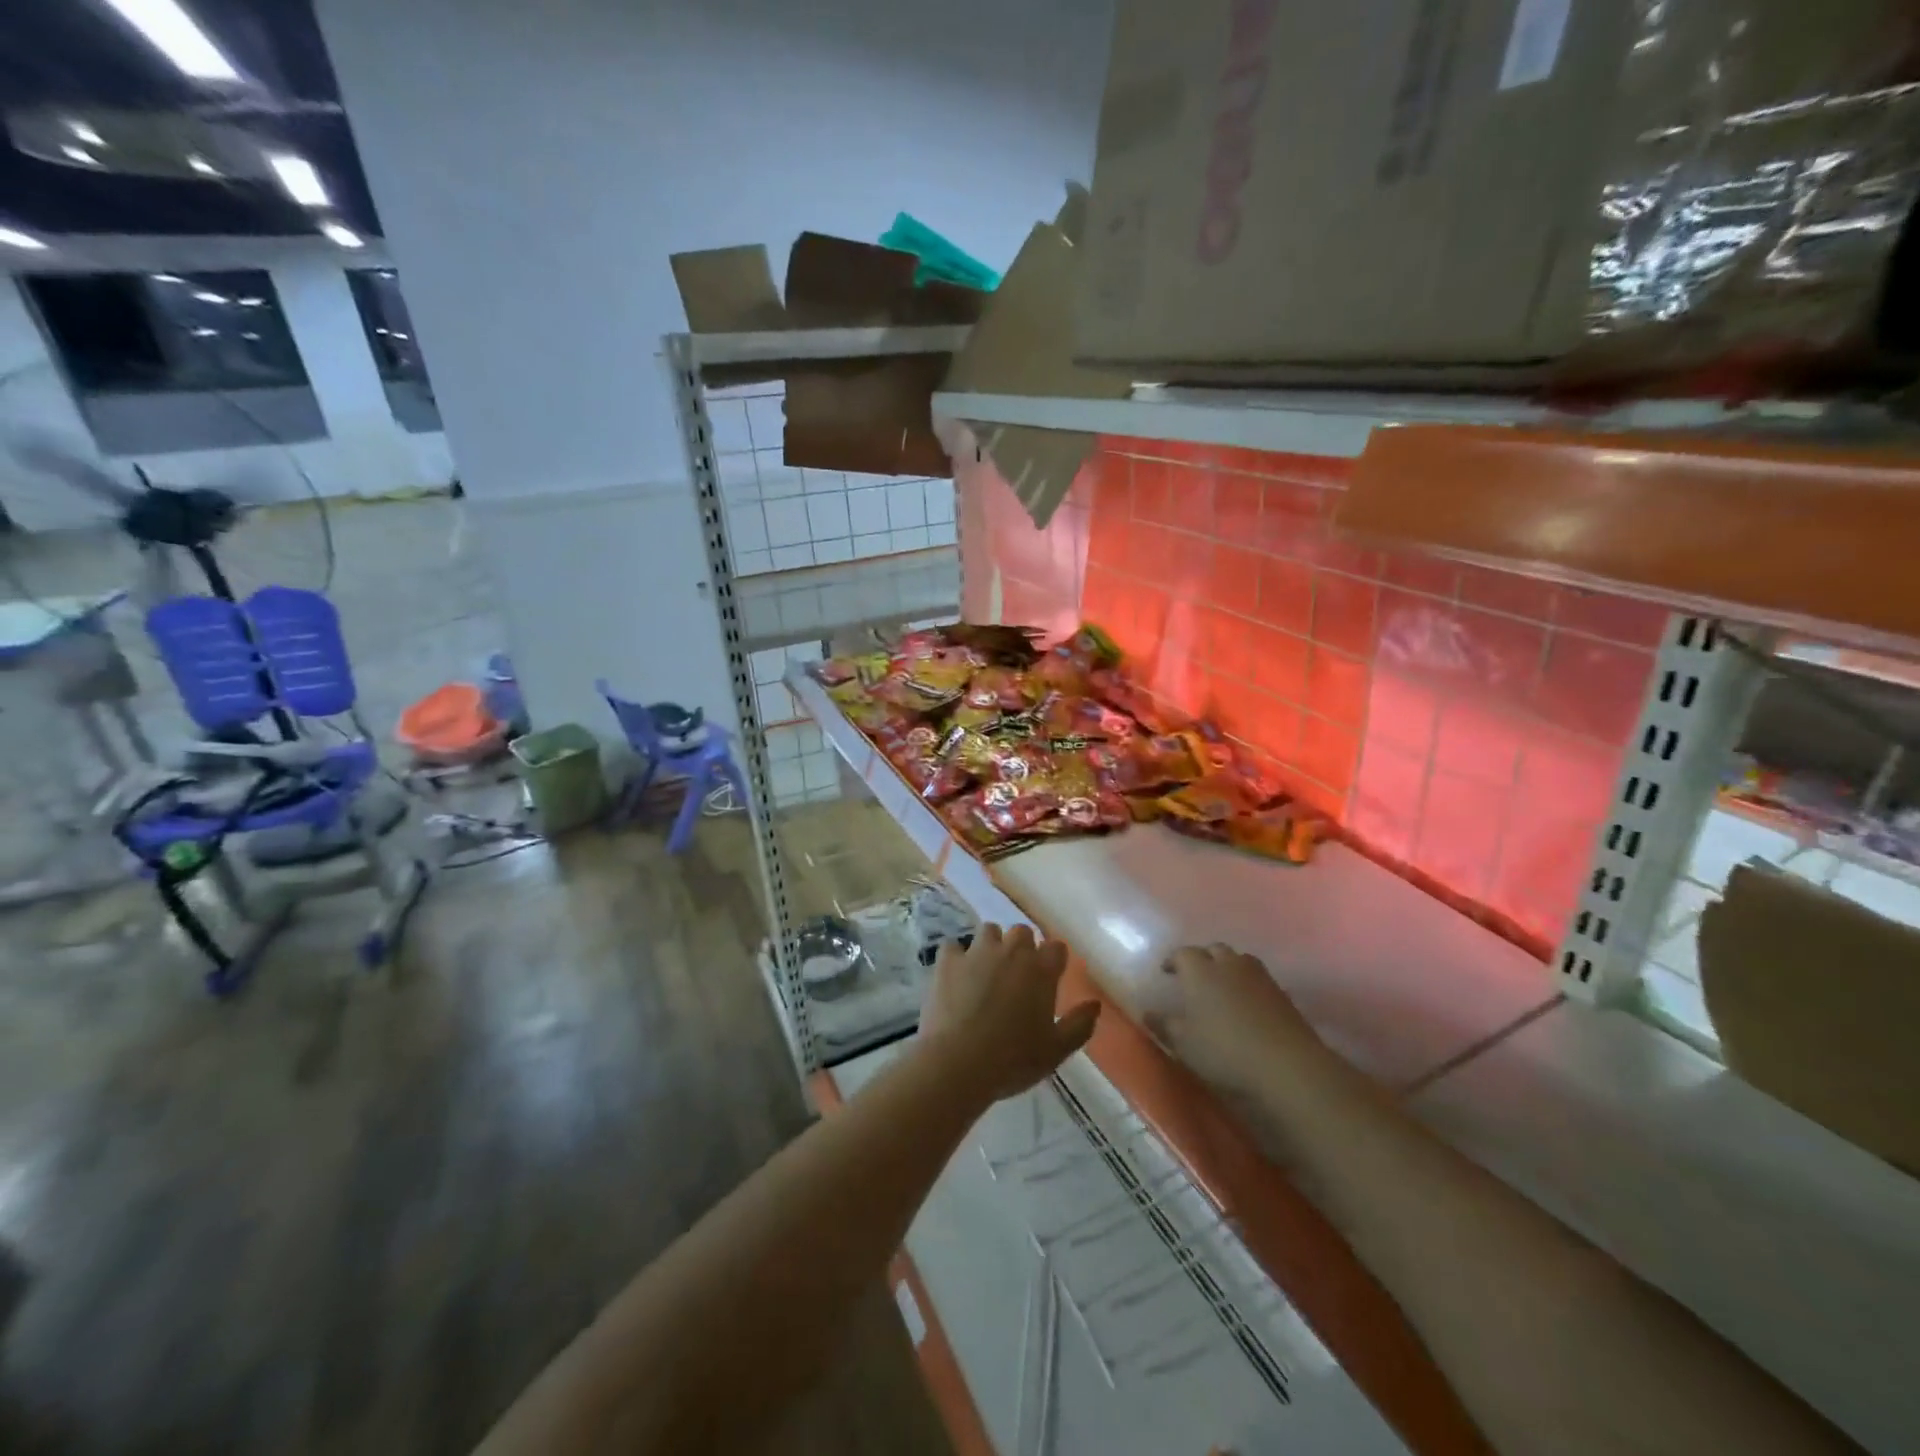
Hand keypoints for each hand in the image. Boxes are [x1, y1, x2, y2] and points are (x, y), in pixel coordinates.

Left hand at [920, 924, 1100, 1102]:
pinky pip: (953, 946)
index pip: (1056, 947)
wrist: (959, 1063)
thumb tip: (1094, 1005)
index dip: (1054, 960)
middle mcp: (1011, 951)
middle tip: (1018, 976)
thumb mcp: (1056, 1050)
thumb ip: (1079, 1025)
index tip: (1050, 977)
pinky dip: (956, 957)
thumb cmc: (1014, 1059)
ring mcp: (977, 952)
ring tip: (987, 971)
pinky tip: (956, 975)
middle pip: (1022, 932)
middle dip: (1023, 948)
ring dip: (992, 945)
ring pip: (989, 931)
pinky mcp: (948, 961)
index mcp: (1041, 970)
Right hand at [1144, 944, 1323, 1097]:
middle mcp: (1228, 964)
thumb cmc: (1225, 1051)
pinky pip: (1259, 979)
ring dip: (1228, 967)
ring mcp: (1259, 976)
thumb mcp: (1184, 1044)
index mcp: (1200, 971)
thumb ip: (1164, 1025)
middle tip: (1194, 977)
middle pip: (1213, 950)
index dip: (1173, 960)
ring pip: (1239, 960)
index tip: (1166, 972)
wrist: (1287, 1065)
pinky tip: (1247, 1004)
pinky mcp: (1282, 993)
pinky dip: (1249, 985)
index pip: (1182, 953)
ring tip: (1222, 987)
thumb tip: (1147, 1013)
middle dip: (1202, 959)